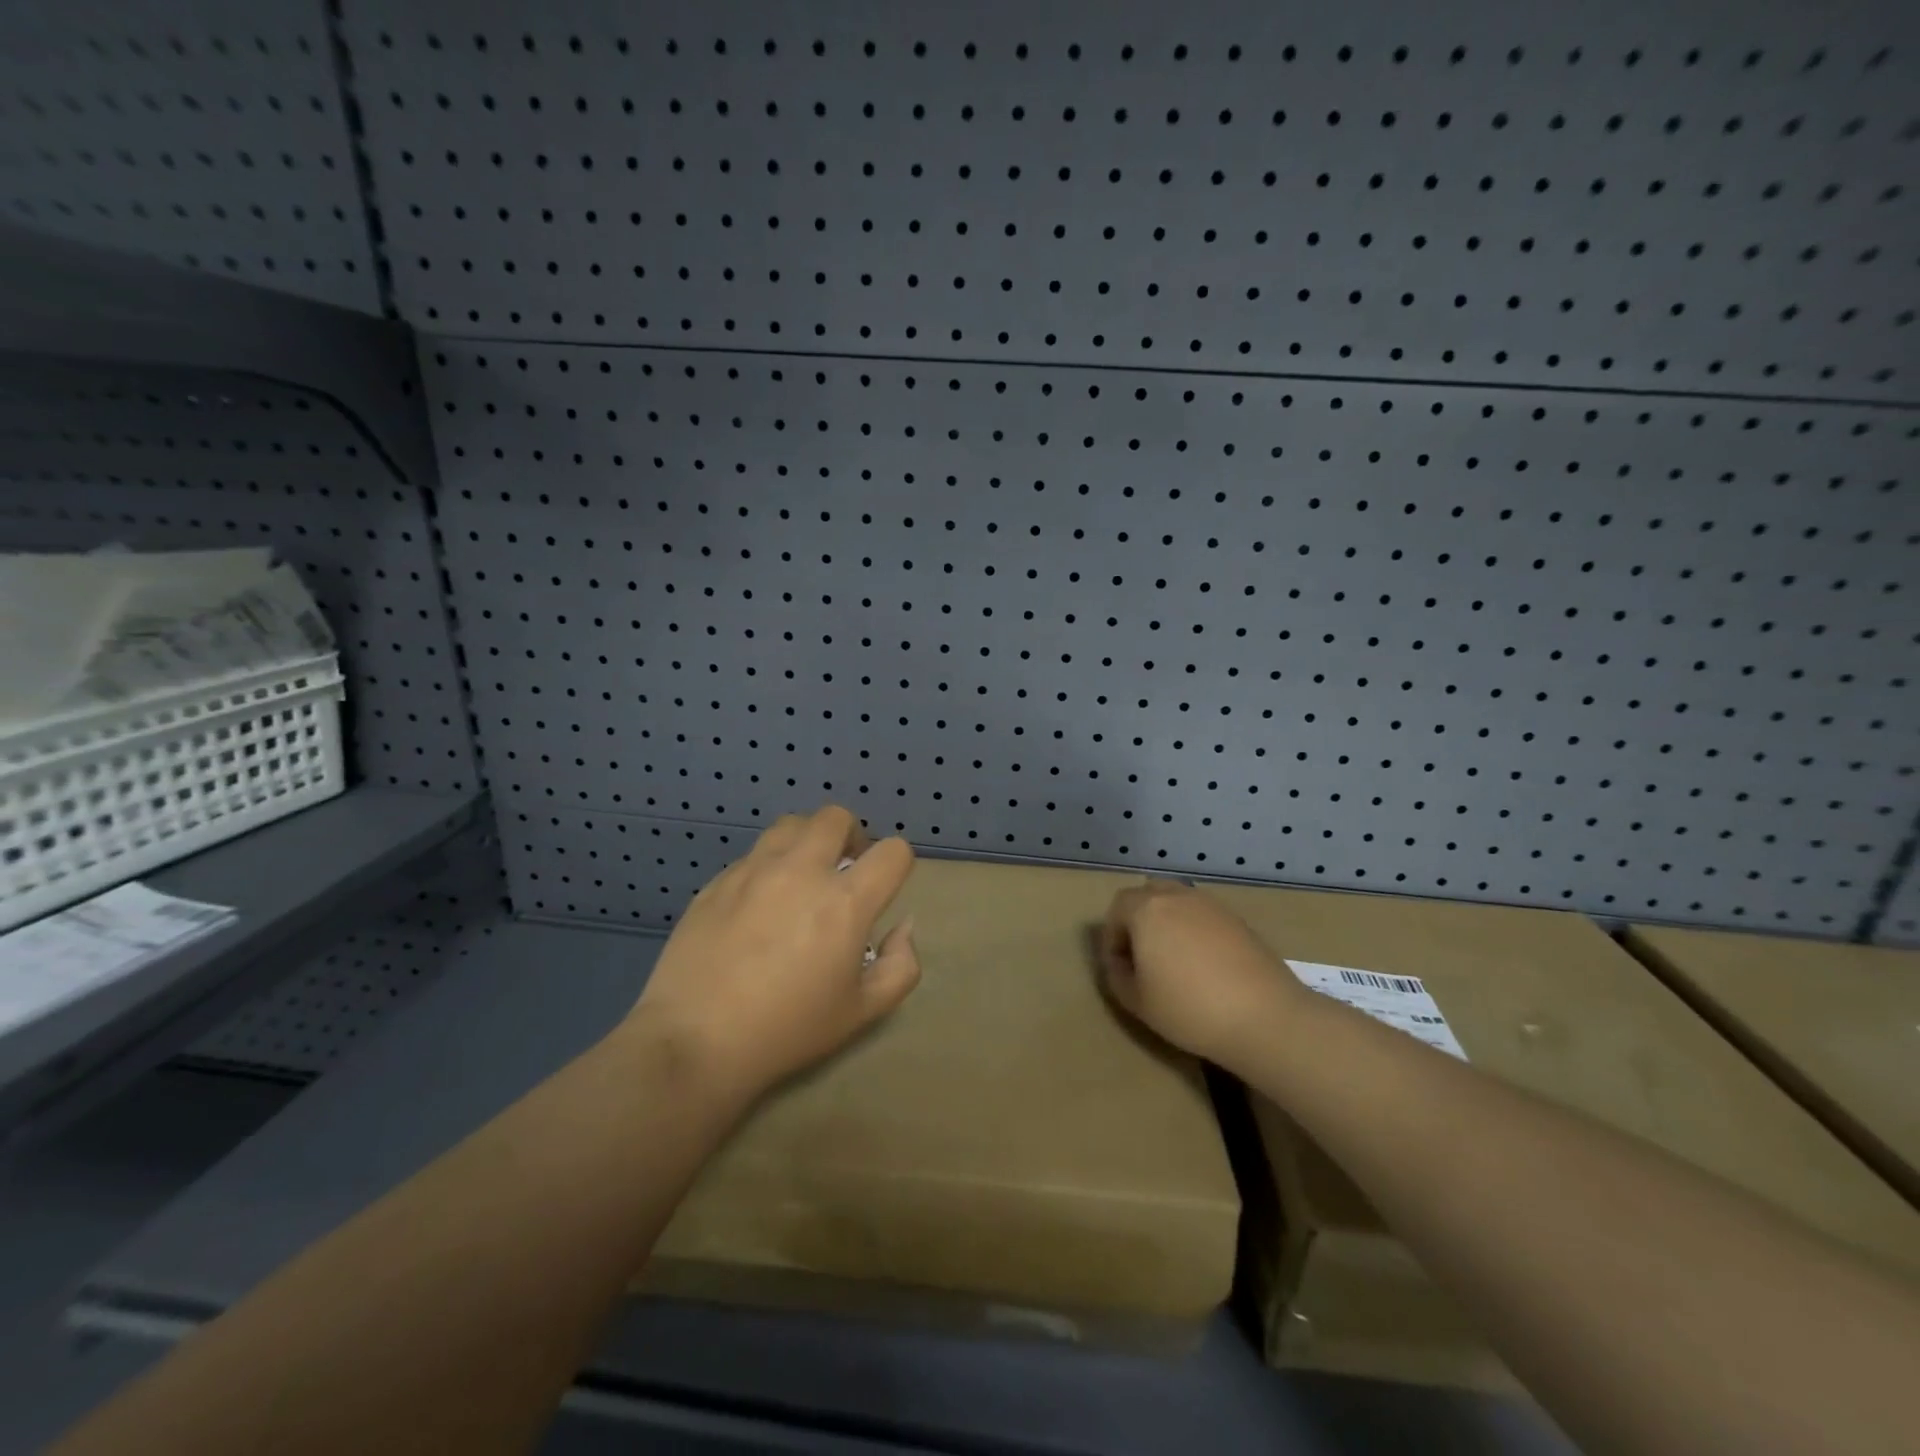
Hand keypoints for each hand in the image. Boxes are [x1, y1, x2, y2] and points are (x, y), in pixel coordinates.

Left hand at [630, 806, 919, 1099]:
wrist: (695, 1041)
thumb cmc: (787, 1030)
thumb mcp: (863, 1012)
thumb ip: (900, 966)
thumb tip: (902, 927)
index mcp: (845, 902)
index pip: (892, 851)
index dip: (898, 864)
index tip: (884, 887)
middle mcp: (801, 871)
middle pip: (837, 817)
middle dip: (851, 836)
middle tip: (844, 870)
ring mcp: (754, 870)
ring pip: (791, 825)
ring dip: (808, 842)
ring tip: (802, 876)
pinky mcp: (718, 881)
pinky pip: (754, 854)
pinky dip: (769, 866)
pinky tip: (759, 904)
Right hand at [1099, 880, 1304, 1075]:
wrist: (1265, 1017)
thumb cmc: (1190, 1008)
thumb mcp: (1137, 1002)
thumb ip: (1117, 976)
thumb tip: (1120, 962)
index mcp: (1147, 910)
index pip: (1118, 906)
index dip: (1113, 936)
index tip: (1120, 967)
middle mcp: (1178, 897)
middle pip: (1148, 894)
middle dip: (1138, 919)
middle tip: (1143, 956)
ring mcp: (1212, 906)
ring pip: (1178, 902)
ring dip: (1168, 922)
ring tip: (1174, 959)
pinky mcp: (1238, 920)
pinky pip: (1204, 916)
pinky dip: (1195, 930)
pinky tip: (1204, 964)